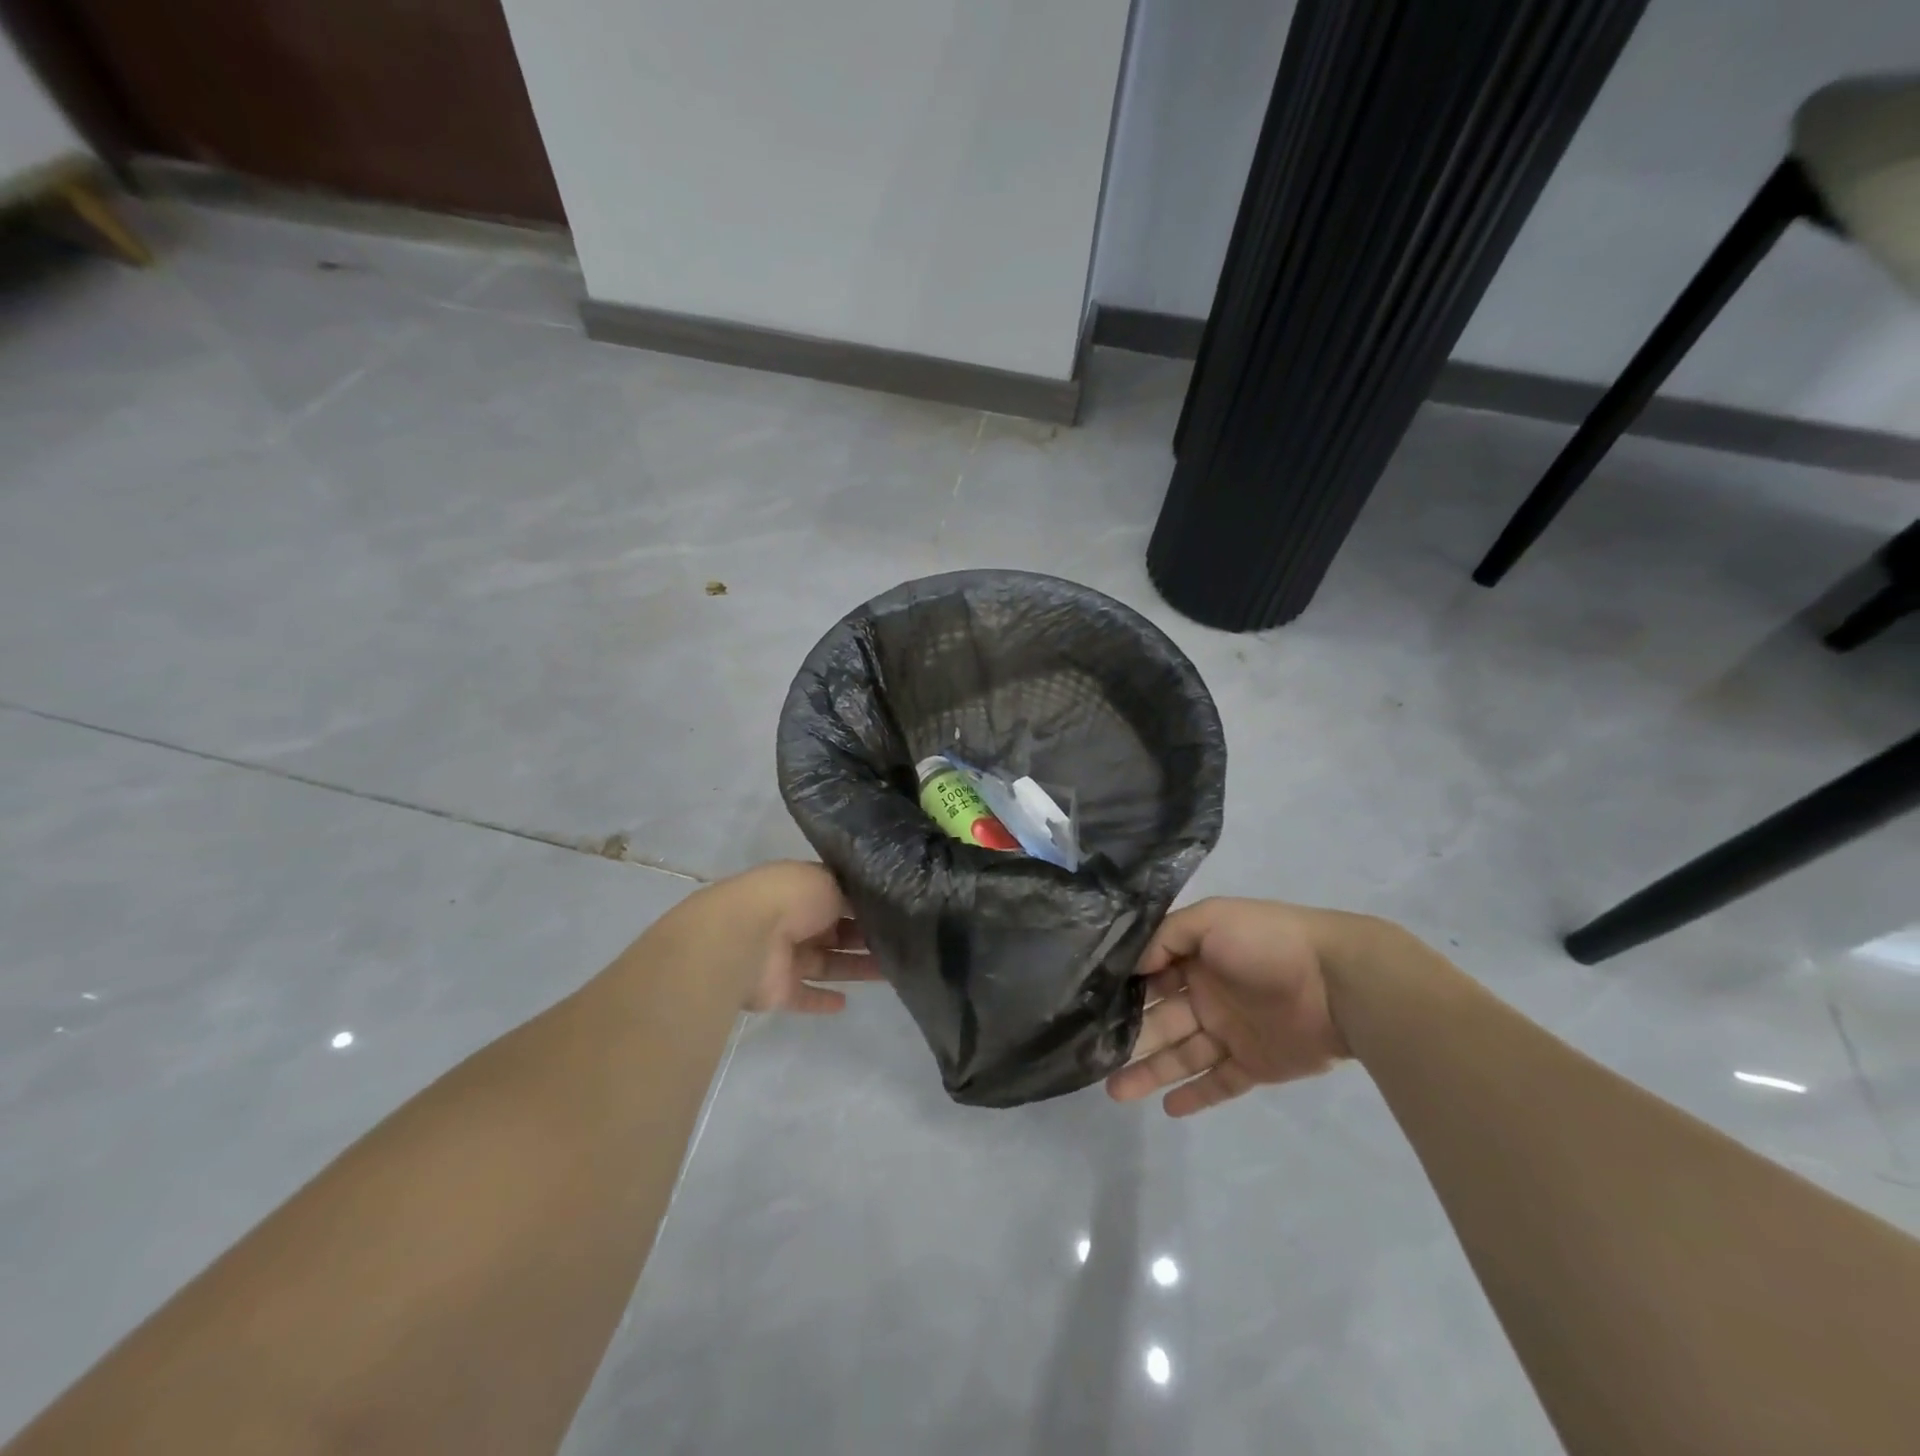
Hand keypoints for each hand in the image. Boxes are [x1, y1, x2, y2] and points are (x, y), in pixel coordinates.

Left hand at [674, 862, 880, 1013]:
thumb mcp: (830, 882)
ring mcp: (785, 957)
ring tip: (892, 973)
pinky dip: (821, 1001)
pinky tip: (846, 1003)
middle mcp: (794, 921)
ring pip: (828, 963)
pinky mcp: (778, 990)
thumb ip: (854, 896)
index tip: (895, 913)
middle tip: (902, 944)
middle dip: (865, 937)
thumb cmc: (790, 899)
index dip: (864, 905)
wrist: (744, 937)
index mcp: (803, 890)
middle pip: (835, 931)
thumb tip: (876, 905)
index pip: (838, 897)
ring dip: (855, 968)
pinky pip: (804, 996)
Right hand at [1106, 898, 1356, 1115]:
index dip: (1122, 992)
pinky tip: (1167, 1108)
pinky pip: (1219, 1083)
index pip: (1150, 977)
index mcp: (1196, 959)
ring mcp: (1231, 1032)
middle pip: (1159, 1021)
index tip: (1088, 1008)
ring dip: (1149, 1072)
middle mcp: (1207, 995)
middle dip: (1127, 1039)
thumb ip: (1168, 936)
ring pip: (1181, 1055)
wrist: (1338, 982)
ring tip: (1115, 1091)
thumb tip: (1131, 965)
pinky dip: (1195, 1096)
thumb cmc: (1268, 943)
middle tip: (1091, 1058)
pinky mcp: (1255, 1065)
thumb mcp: (1211, 919)